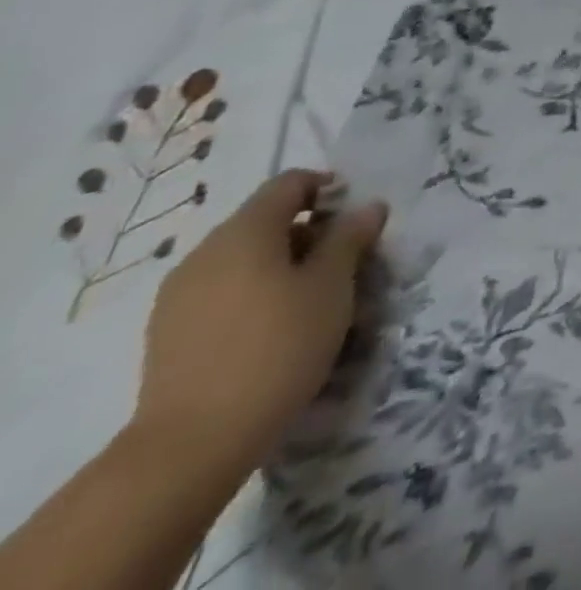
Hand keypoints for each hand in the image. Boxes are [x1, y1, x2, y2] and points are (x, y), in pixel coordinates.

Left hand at [133, 170, 386, 482]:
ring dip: (284, 264)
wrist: (193, 442)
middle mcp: (204, 254)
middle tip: (345, 262)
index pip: (290, 183)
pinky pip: (223, 291)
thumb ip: (350, 237)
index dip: (329, 189)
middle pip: (265, 220)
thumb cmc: (279, 345)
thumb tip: (366, 207)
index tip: (357, 220)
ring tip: (314, 298)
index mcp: (243, 232)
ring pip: (244, 258)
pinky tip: (276, 327)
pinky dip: (255, 292)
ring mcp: (178, 296)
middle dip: (310, 231)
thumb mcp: (333, 284)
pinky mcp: (169, 333)